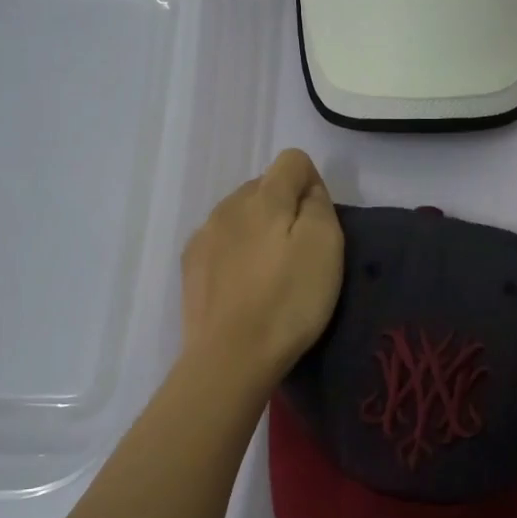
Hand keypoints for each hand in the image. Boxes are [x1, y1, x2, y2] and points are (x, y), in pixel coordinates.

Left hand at [180, 148, 343, 385]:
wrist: (231, 356)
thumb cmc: (288, 301)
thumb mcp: (325, 247)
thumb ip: (319, 205)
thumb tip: (307, 191)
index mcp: (264, 196)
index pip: (293, 160)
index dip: (314, 185)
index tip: (321, 224)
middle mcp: (229, 205)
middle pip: (265, 187)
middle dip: (285, 209)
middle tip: (299, 254)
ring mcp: (204, 235)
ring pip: (240, 215)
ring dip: (258, 231)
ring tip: (269, 274)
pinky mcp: (191, 265)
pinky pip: (221, 242)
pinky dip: (236, 253)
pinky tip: (244, 287)